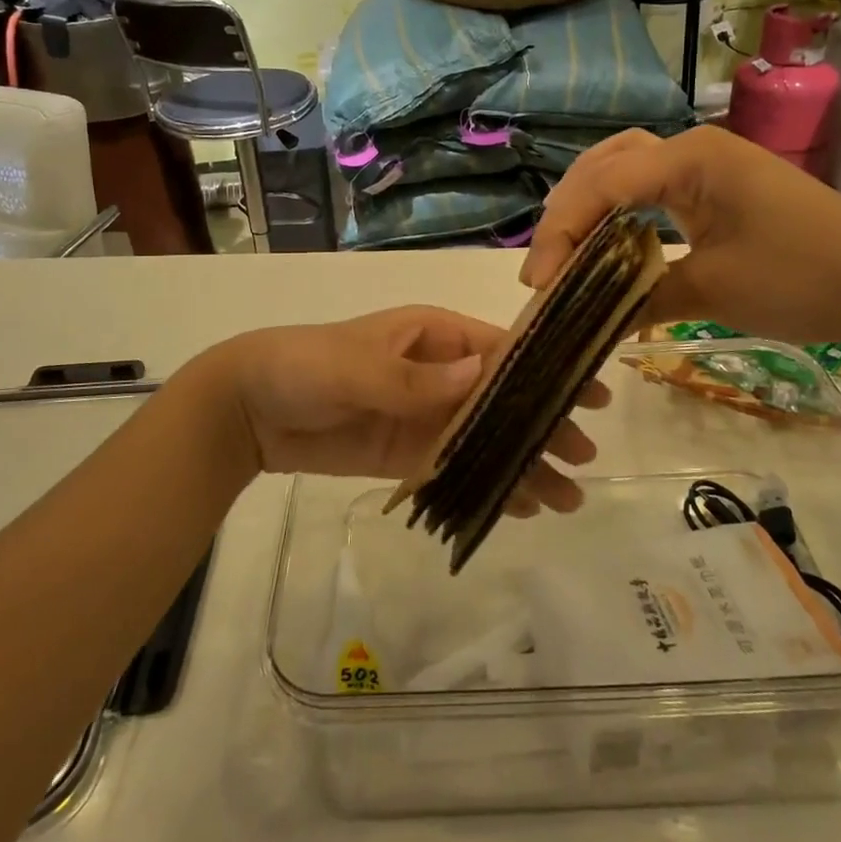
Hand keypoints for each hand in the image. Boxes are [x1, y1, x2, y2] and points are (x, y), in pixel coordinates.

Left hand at [214, 307, 603, 516]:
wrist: (250, 409)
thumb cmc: (304, 366)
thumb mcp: (354, 365)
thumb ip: (412, 379)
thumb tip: (481, 376)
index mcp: (433, 335)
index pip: (502, 350)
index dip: (547, 370)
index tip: (590, 395)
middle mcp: (439, 372)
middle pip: (503, 399)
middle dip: (543, 425)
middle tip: (584, 460)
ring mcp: (425, 415)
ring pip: (486, 438)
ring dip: (523, 463)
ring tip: (565, 499)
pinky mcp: (408, 452)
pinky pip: (457, 466)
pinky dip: (487, 483)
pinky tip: (519, 506)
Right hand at [521, 127, 840, 344]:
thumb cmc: (804, 276)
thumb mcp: (714, 290)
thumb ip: (642, 295)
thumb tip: (592, 319)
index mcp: (688, 158)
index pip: (601, 185)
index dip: (560, 233)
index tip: (539, 285)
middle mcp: (690, 148)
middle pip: (603, 165)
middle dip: (566, 213)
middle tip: (545, 267)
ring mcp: (706, 165)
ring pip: (624, 170)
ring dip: (588, 205)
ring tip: (565, 249)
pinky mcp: (717, 188)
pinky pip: (650, 188)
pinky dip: (619, 212)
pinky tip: (608, 242)